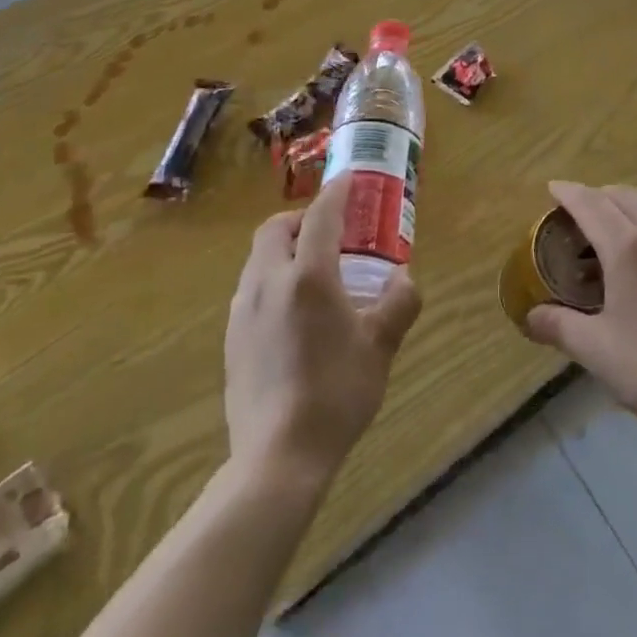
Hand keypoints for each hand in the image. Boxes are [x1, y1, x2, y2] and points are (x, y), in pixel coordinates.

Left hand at [224, 173, 421, 488]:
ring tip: (313, 272)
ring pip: (258, 259)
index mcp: (307, 276)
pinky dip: (273, 279)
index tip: (349, 179)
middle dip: (299, 219)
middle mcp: (268, 282)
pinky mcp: (232, 338)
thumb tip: (405, 279)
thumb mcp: (380, 347)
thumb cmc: (336, 393)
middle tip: (328, 232)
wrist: (277, 457)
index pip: (320, 216)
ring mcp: (243, 310)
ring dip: (284, 250)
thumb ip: (398, 304)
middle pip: (274, 229)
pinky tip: (293, 313)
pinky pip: (251, 289)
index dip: (336, 192)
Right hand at [524, 181, 636, 448]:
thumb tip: (530, 317)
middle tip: (577, 213)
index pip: (591, 204)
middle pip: (624, 196)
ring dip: (625, 212)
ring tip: (609, 241)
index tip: (552, 188)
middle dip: (597, 195)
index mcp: (628, 249)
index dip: (568, 193)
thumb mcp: (597, 351)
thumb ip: (559, 327)